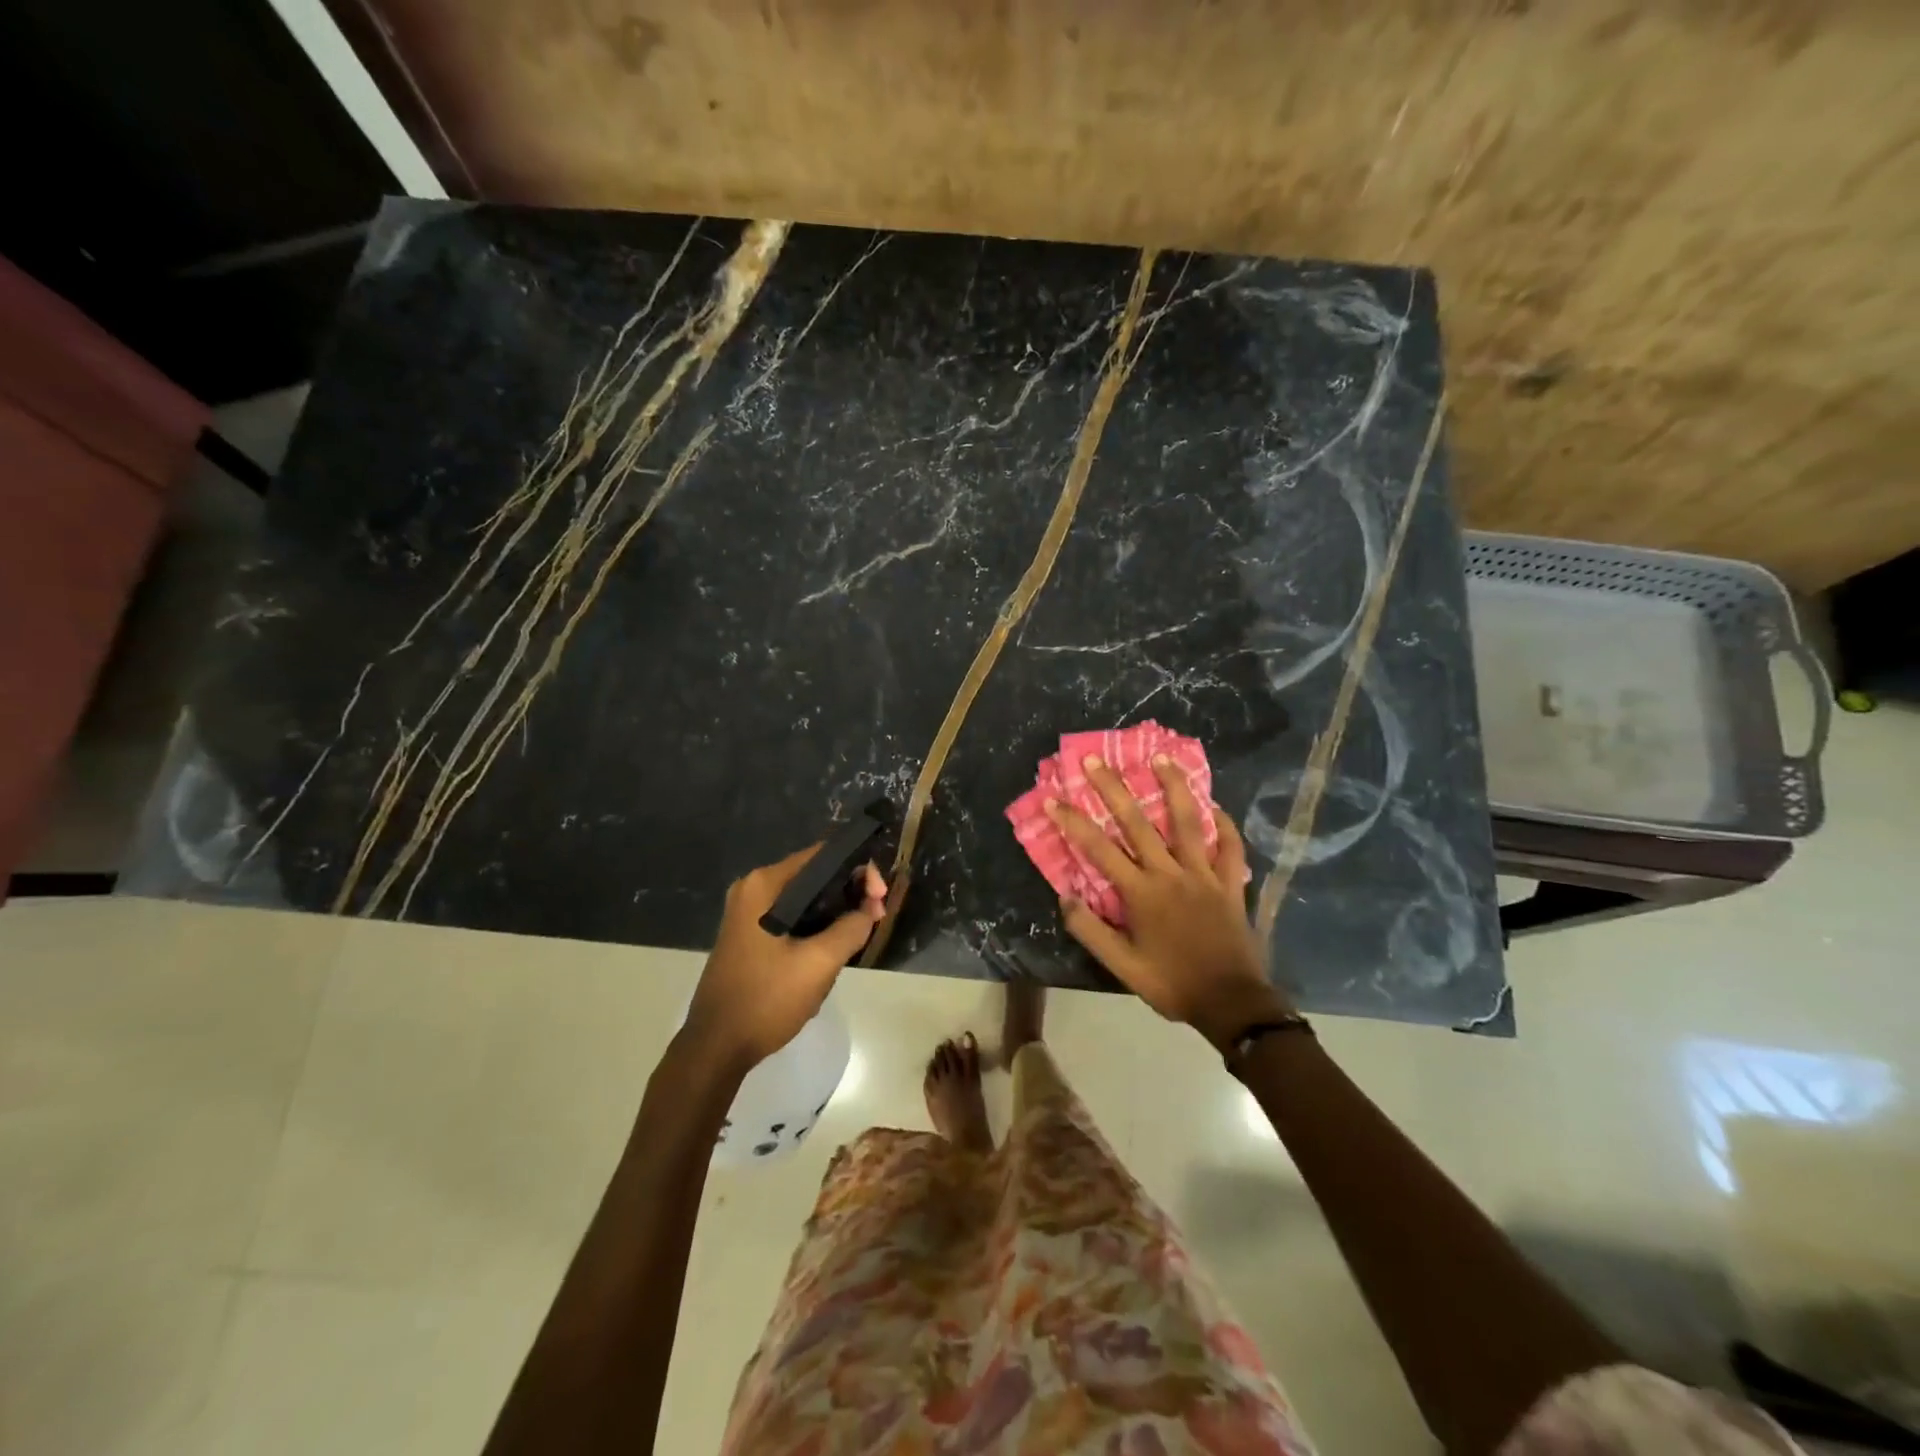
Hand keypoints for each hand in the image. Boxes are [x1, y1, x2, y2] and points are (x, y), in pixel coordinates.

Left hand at [682, 848, 886, 1069]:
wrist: (716, 1048)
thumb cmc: (766, 999)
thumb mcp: (819, 963)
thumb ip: (851, 927)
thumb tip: (870, 908)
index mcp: (764, 885)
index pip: (822, 856)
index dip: (858, 871)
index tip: (880, 899)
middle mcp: (752, 890)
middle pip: (814, 876)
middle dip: (848, 894)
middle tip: (875, 919)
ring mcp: (747, 914)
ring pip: (805, 901)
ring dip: (834, 915)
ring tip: (856, 938)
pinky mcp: (748, 936)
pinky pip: (791, 919)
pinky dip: (815, 928)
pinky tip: (829, 952)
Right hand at [1050, 755, 1290, 1050]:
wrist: (1231, 1003)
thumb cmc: (1172, 984)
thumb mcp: (1122, 967)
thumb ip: (1091, 930)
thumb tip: (1064, 896)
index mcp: (1141, 893)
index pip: (1098, 849)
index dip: (1073, 822)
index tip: (1053, 800)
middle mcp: (1170, 873)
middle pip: (1138, 823)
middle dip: (1113, 788)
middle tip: (1095, 760)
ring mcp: (1204, 874)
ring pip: (1188, 822)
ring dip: (1173, 787)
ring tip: (1161, 757)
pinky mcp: (1229, 883)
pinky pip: (1230, 847)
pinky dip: (1224, 824)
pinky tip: (1215, 805)